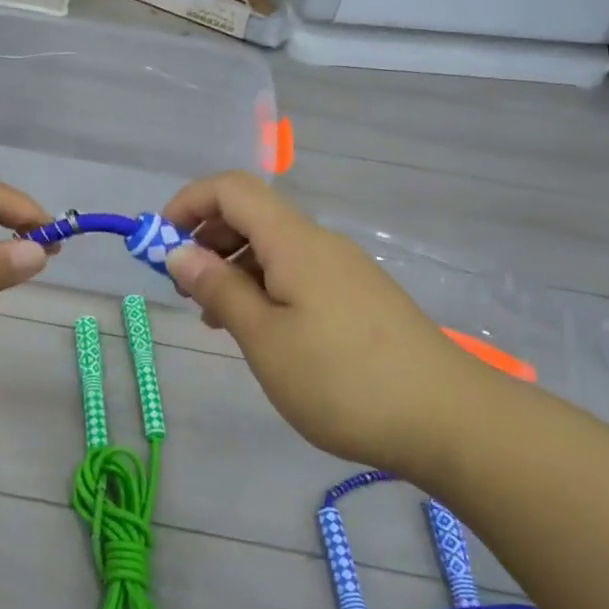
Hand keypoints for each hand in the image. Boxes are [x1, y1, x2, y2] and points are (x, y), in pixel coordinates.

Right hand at [162, 173, 490, 475]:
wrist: (449, 420)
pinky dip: (264, 287)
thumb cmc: (342, 380)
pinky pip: (297, 273)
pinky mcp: (358, 296)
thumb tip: (178, 251)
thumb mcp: (265, 339)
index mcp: (294, 241)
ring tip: (215, 319)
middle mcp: (319, 243)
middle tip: (186, 290)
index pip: (231, 188)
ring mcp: (343, 269)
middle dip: (207, 239)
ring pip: (273, 247)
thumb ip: (219, 288)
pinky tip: (260, 331)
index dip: (188, 203)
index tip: (159, 244)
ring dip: (233, 268)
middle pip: (251, 214)